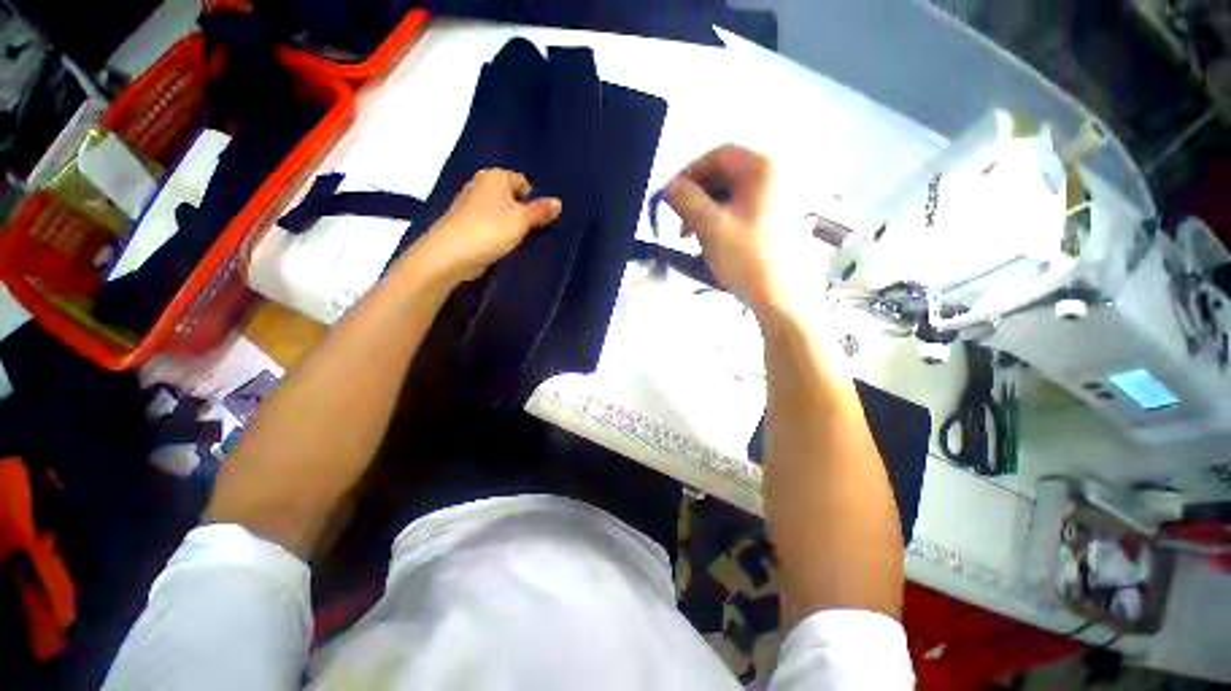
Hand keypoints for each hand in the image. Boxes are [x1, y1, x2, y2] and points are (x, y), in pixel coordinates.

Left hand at [410, 169, 561, 282]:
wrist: (450, 253)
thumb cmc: (490, 231)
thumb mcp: (522, 221)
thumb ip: (540, 211)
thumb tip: (558, 202)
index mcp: (495, 176)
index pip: (523, 182)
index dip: (533, 200)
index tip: (540, 220)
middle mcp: (481, 183)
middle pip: (510, 195)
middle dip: (521, 211)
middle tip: (532, 231)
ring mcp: (469, 202)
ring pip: (498, 209)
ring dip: (509, 223)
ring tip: (517, 240)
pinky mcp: (463, 221)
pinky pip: (488, 221)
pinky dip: (495, 230)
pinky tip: (500, 244)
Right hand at [665, 145, 779, 310]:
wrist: (784, 299)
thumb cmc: (747, 258)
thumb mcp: (710, 227)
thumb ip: (686, 200)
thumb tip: (670, 187)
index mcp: (764, 168)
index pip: (718, 155)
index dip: (690, 173)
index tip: (671, 196)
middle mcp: (778, 177)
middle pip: (727, 175)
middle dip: (698, 196)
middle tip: (681, 222)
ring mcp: (782, 200)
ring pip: (735, 195)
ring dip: (708, 211)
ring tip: (694, 237)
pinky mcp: (781, 221)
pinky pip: (746, 211)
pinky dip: (724, 221)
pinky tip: (714, 243)